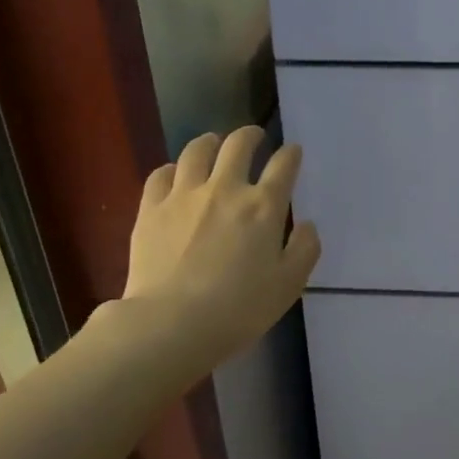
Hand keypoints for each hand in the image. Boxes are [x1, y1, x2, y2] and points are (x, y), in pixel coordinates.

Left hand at [122, 126, 320, 365]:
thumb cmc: (238, 309)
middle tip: (254, 138)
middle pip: (239, 144)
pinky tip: (175, 175)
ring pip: (197, 149)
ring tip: (213, 145)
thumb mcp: (288, 285)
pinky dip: (172, 168)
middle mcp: (225, 188)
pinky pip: (161, 174)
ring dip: (210, 142)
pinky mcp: (151, 207)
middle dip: (250, 135)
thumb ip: (304, 250)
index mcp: (263, 206)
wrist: (172, 323)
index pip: (283, 165)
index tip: (292, 152)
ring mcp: (184, 194)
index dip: (290, 154)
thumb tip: (308, 225)